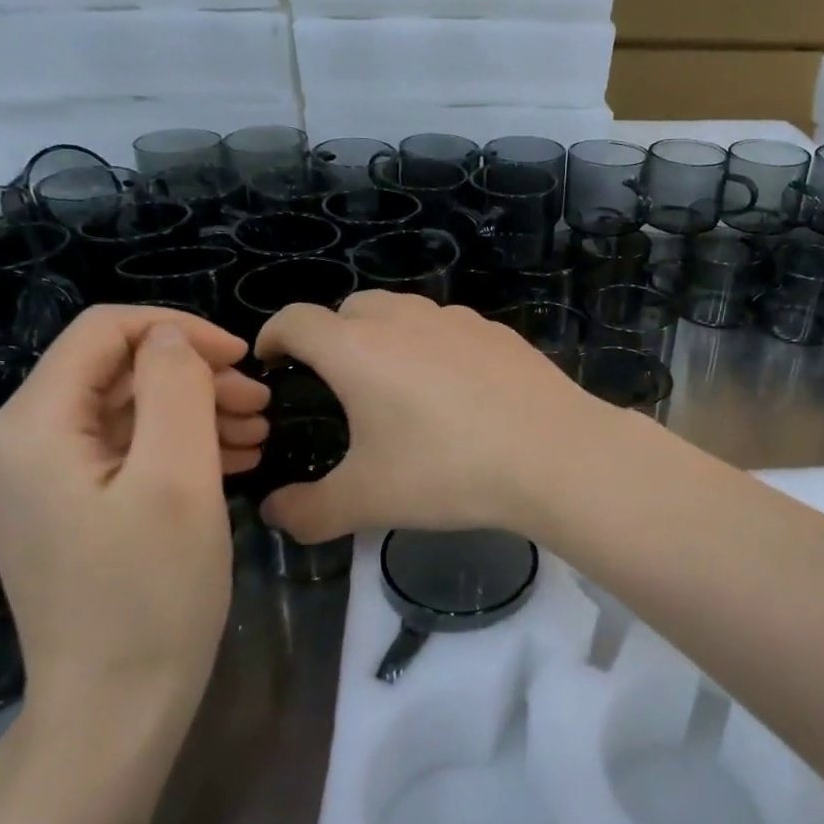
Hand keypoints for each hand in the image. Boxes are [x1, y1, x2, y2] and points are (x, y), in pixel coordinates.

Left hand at [0, 306, 270, 723]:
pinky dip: (177, 446)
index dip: (178, 331)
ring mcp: (38, 482)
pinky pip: (123, 453)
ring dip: (194, 410)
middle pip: (115, 372)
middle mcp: (19, 444)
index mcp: (33, 427)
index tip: (242, 359)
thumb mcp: (178, 477)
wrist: (116, 707)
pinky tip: (232, 459)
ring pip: (126, 412)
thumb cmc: (152, 591)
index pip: (104, 332)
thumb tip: (172, 339)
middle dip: (194, 376)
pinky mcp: (63, 510)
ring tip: (258, 432)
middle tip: (262, 404)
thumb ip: (176, 388)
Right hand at [254, 291, 607, 543]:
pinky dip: (434, 345)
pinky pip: (449, 328)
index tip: (271, 359)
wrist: (552, 454)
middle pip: (351, 308)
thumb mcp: (368, 501)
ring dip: (385, 335)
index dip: (274, 335)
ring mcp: (458, 321)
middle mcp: (404, 321)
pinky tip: (455, 389)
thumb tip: (274, 515)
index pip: (297, 320)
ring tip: (395, 383)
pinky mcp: (499, 332)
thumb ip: (309, 511)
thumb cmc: (447, 471)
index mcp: (358, 350)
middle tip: (335, 380)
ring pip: (404, 312)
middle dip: (331, 335)